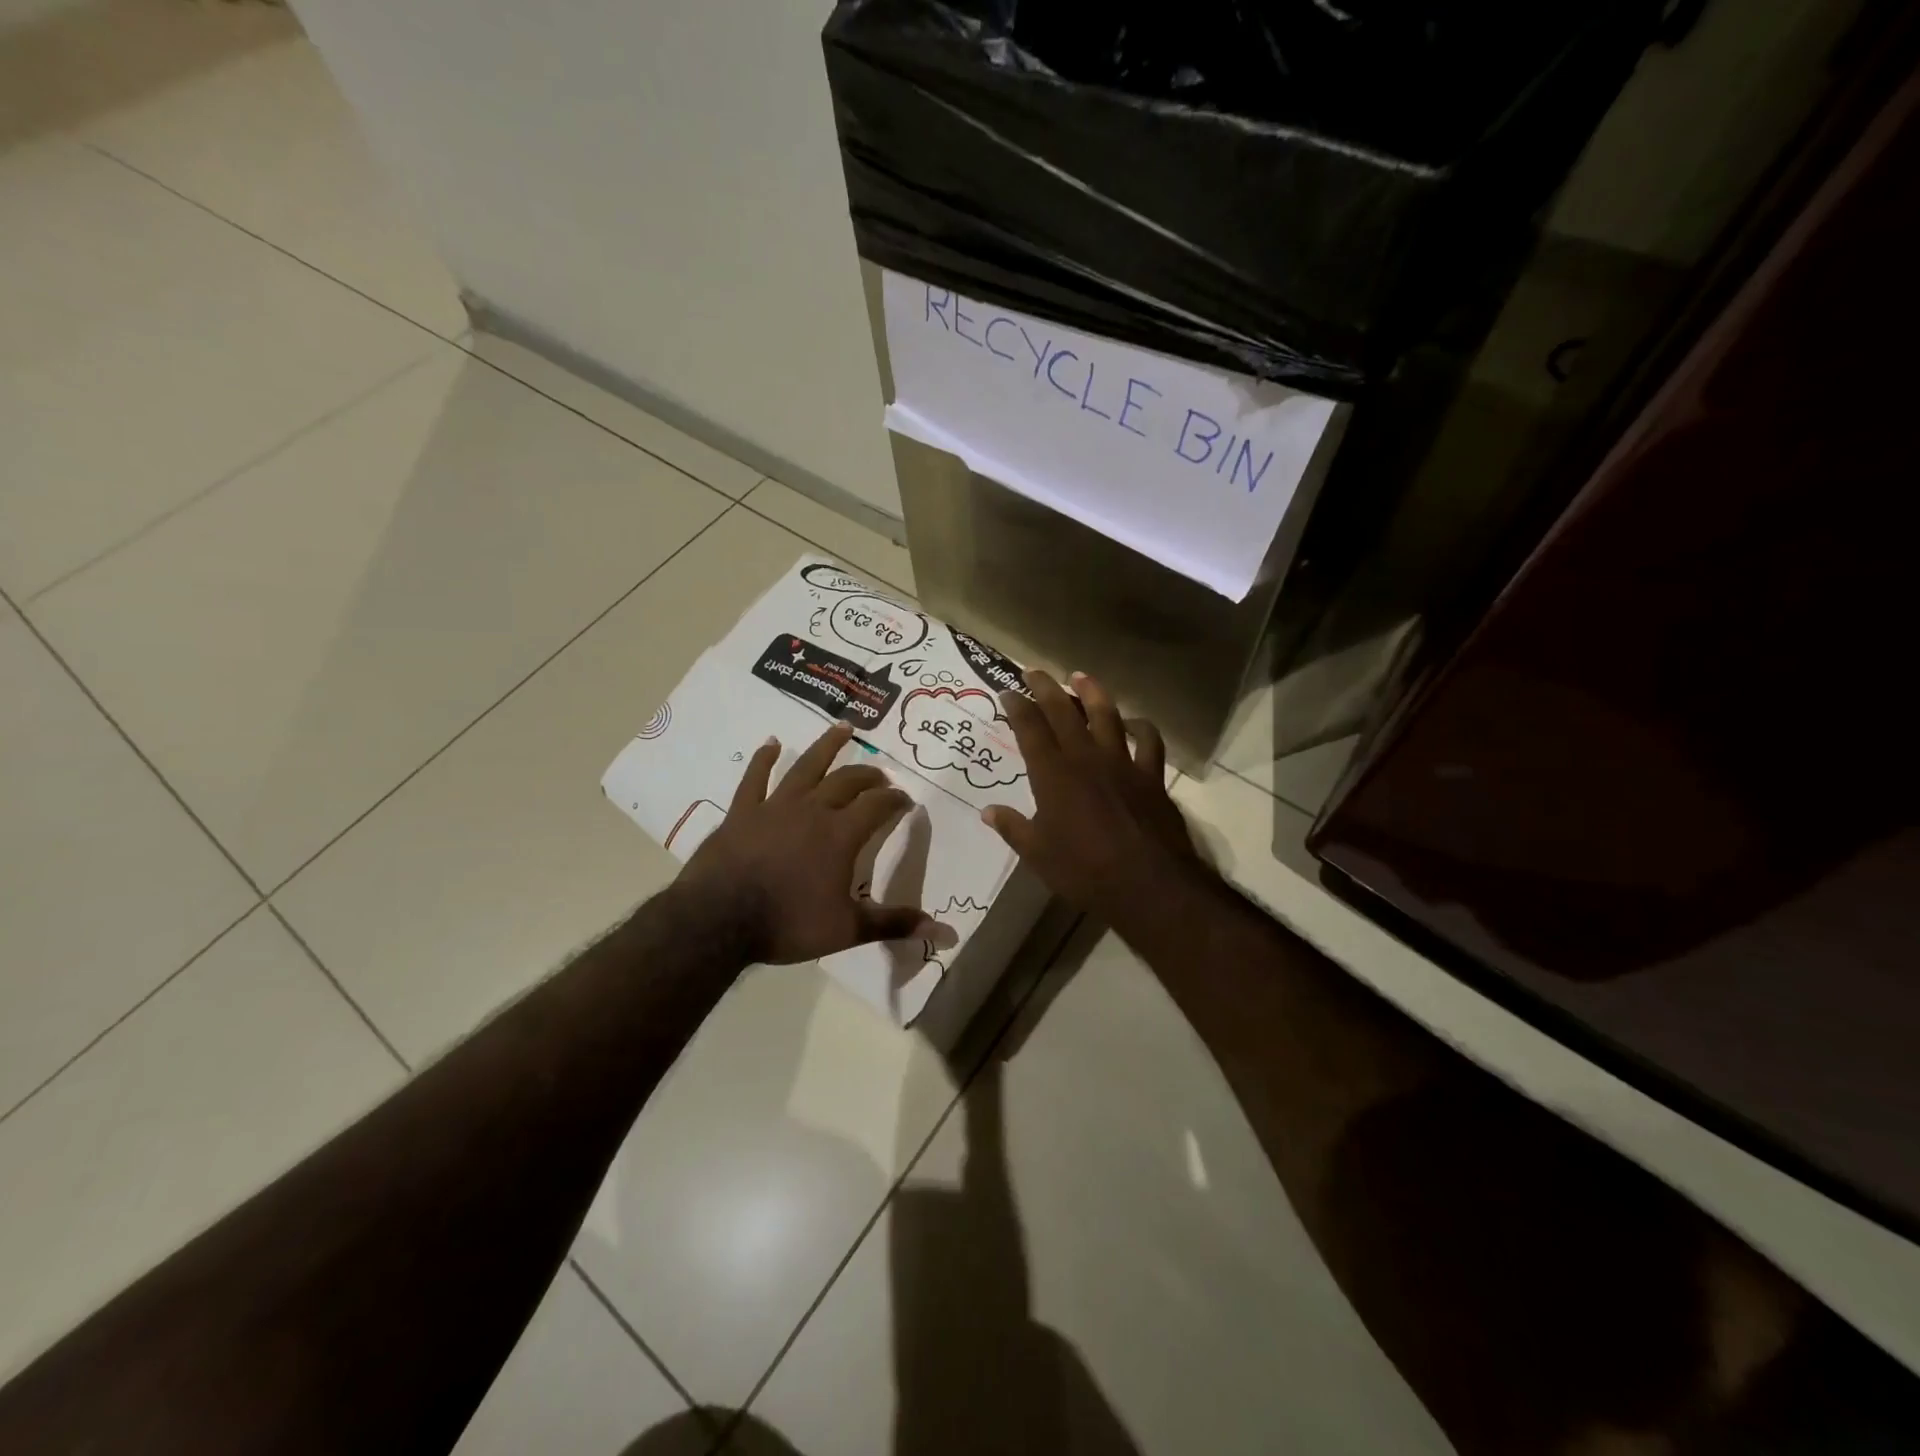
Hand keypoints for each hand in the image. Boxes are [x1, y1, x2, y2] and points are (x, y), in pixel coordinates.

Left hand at [674, 721, 935, 964]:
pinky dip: (764, 759)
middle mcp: (813, 810)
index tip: (906, 800)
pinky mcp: (743, 811)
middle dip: (869, 775)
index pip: (878, 805)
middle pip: (847, 781)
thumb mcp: (847, 929)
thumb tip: (946, 934)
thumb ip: (895, 924)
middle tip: (881, 775)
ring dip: (827, 746)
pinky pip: (756, 778)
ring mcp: (775, 806)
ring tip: (844, 728)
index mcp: (841, 834)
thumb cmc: (788, 924)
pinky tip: (772, 744)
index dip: (895, 799)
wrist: (718, 920)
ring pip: (806, 766)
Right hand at [982, 670, 1204, 927]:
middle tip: (1034, 671)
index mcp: (1053, 775)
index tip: (1007, 691)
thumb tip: (988, 812)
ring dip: (1092, 692)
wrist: (1148, 883)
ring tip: (1080, 676)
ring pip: (1106, 715)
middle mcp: (1085, 758)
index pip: (1030, 730)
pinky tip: (1134, 722)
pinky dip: (1140, 727)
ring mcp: (1121, 763)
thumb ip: (1012, 828)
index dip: (1017, 707)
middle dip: (1046, 688)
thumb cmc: (1084, 871)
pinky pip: (1148, 741)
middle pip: (1063, 712)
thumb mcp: (1037, 855)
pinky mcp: (1151, 775)